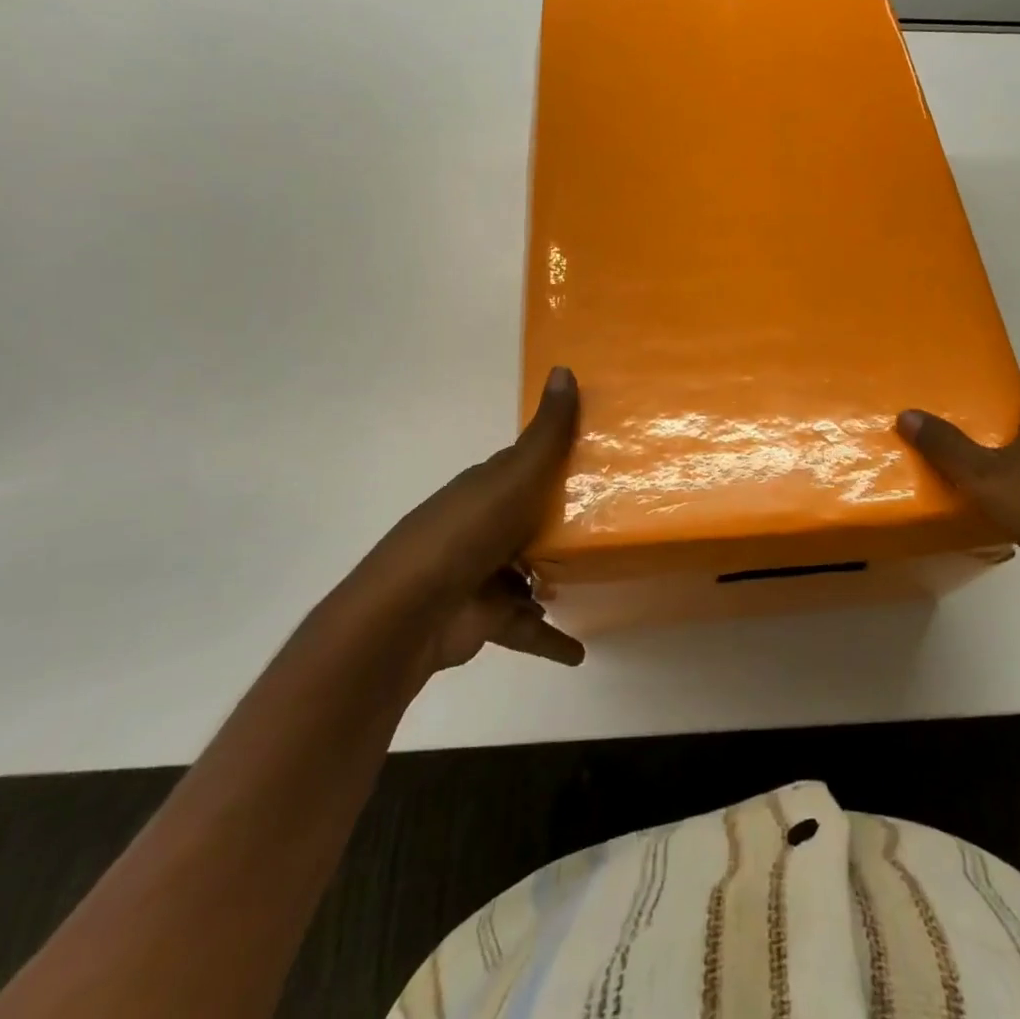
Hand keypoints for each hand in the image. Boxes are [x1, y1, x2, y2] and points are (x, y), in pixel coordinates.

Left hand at [347, 366, 584, 672]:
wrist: (407, 613)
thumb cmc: (467, 533)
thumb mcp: (515, 476)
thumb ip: (547, 433)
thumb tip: (563, 367)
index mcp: (487, 488)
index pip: (525, 467)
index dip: (557, 460)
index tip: (600, 460)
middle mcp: (482, 526)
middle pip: (529, 519)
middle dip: (561, 522)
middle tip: (612, 522)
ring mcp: (480, 574)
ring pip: (527, 572)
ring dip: (553, 578)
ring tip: (599, 577)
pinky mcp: (483, 617)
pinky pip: (524, 625)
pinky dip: (549, 638)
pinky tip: (579, 651)